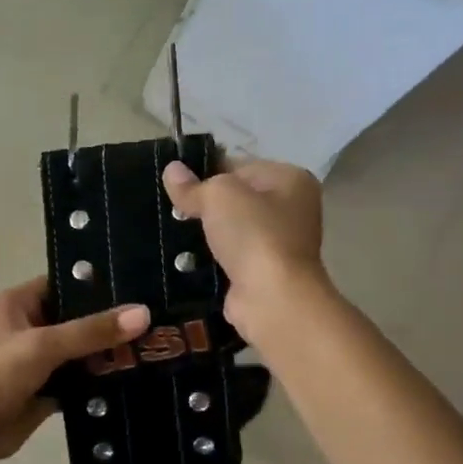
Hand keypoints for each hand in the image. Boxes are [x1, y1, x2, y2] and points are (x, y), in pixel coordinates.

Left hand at [0, 277, 150, 463]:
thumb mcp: (43, 346)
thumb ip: (91, 331)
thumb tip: (143, 313)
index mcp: (20, 303)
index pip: (66, 283)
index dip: (99, 284)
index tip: (140, 284)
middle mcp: (30, 326)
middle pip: (79, 319)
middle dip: (112, 322)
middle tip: (160, 318)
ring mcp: (40, 360)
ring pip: (83, 351)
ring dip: (110, 353)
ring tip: (158, 345)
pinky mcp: (48, 390)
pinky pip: (82, 381)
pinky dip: (102, 382)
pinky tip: (138, 378)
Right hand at [162, 156, 326, 340]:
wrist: (272, 297)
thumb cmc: (253, 234)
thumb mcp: (217, 196)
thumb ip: (192, 184)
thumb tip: (171, 170)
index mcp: (290, 179)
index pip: (239, 165)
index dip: (206, 171)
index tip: (175, 183)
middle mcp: (291, 208)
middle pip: (236, 197)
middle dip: (204, 204)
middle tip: (170, 209)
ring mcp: (280, 242)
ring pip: (231, 228)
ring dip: (206, 232)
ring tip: (171, 232)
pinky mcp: (264, 271)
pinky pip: (230, 255)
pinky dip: (211, 257)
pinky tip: (185, 257)